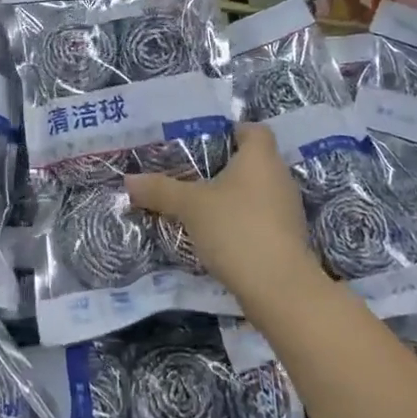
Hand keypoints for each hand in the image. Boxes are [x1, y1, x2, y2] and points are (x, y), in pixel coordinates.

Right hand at [125, 124, 320, 303]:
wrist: (279, 288)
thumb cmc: (236, 228)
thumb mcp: (190, 206)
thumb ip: (160, 190)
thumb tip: (129, 180)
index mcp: (261, 157)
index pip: (254, 130)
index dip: (232, 131)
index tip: (206, 142)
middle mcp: (280, 177)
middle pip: (254, 161)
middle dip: (226, 166)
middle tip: (192, 173)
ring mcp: (287, 209)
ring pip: (258, 191)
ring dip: (234, 196)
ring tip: (201, 204)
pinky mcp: (288, 238)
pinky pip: (262, 217)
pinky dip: (243, 221)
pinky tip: (218, 234)